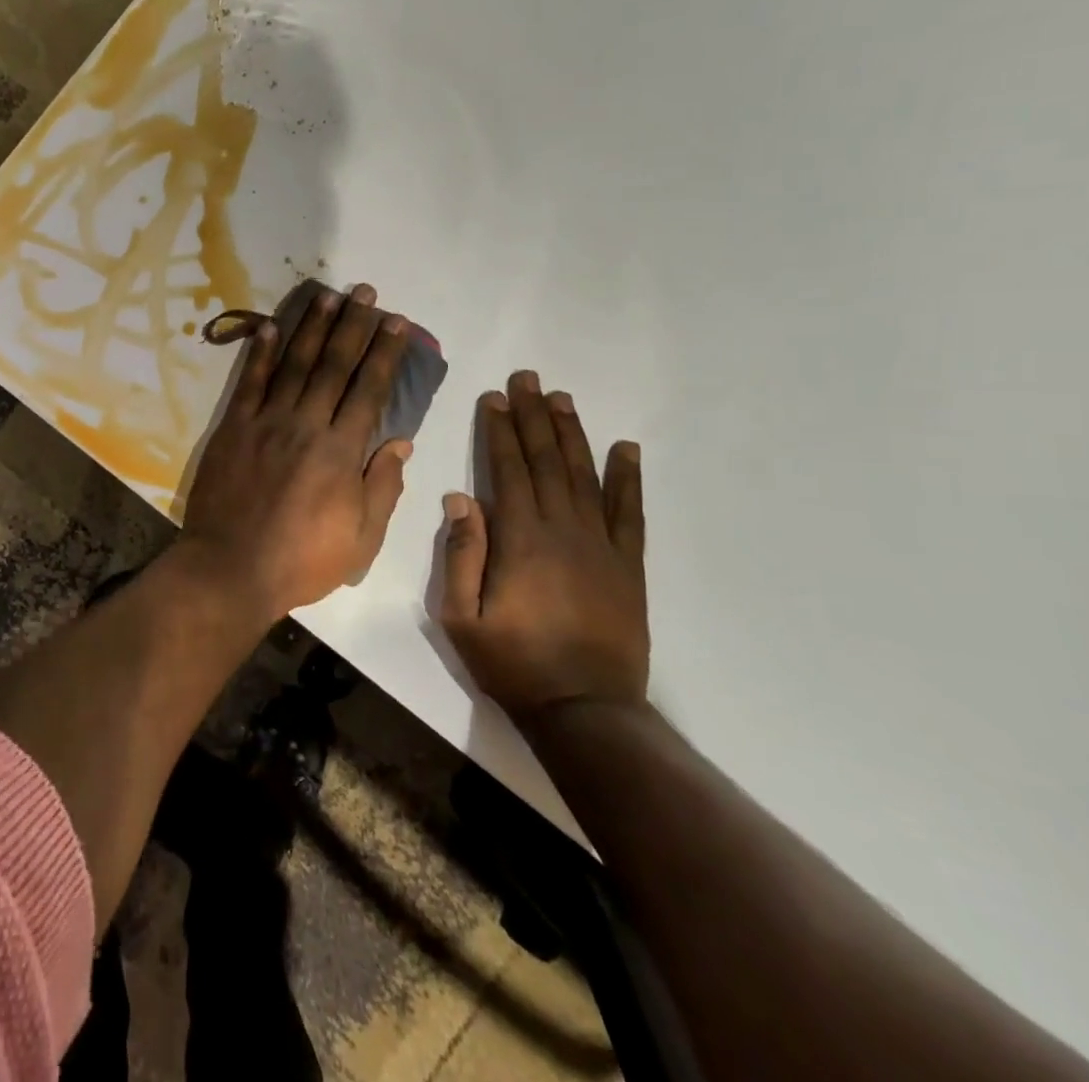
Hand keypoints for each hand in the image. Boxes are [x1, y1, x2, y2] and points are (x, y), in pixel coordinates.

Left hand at [179, 283, 413, 624]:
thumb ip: (383, 486)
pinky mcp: (233, 428)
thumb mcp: (361, 538)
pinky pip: (249, 383)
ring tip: (328, 297)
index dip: (384, 354)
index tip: (397, 324)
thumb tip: (400, 441)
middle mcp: (306, 424)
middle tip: (366, 293)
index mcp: (341, 451)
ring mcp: (266, 422)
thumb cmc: (302, 560)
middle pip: (334, 366)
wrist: (231, 567)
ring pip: (294, 364)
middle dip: (353, 327)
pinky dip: (261, 353)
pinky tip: (271, 326)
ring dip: (312, 328)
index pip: (369, 390)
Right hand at [438, 370, 648, 731]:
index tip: (494, 397)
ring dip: (572, 434)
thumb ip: (460, 554)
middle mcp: (563, 530)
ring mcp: (601, 546)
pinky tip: (626, 449)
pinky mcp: (628, 566)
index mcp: (520, 539)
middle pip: (546, 461)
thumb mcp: (462, 616)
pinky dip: (628, 478)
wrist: (585, 710)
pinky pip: (629, 513)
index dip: (499, 430)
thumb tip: (459, 498)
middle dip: (534, 417)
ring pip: (585, 476)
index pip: (507, 470)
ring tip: (563, 399)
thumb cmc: (512, 663)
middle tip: (529, 379)